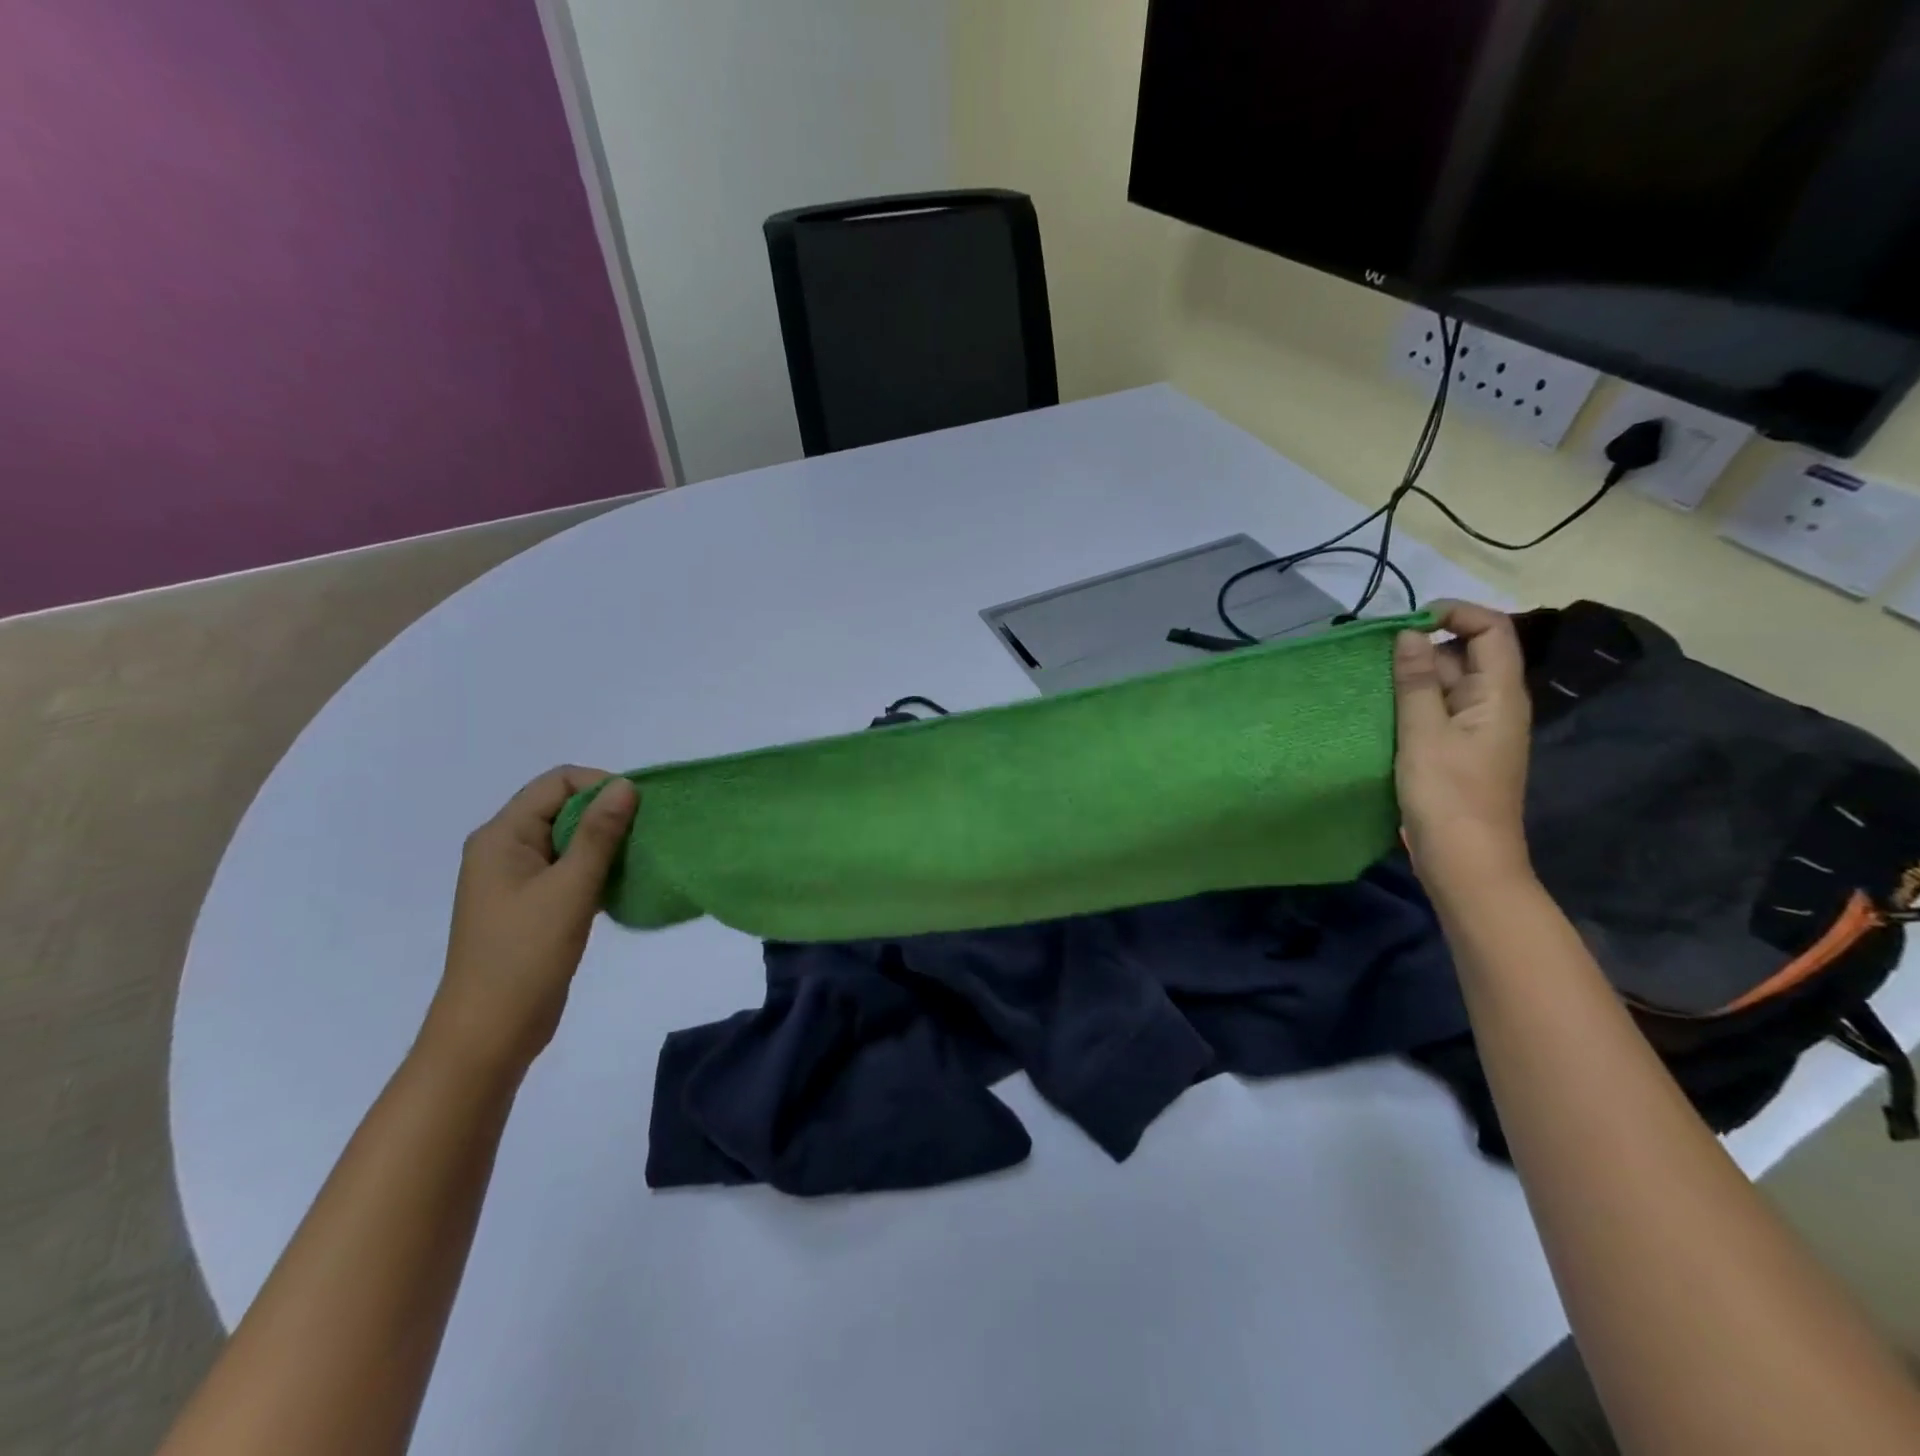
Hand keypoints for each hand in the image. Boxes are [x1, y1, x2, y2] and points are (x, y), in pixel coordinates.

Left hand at [418, 767, 638, 1080]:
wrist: (489, 1032)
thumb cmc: (525, 955)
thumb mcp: (570, 888)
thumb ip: (599, 833)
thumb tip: (625, 786)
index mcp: (502, 836)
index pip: (557, 782)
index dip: (600, 786)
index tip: (639, 811)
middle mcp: (504, 848)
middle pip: (561, 806)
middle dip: (606, 814)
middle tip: (645, 836)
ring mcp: (515, 879)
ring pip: (567, 839)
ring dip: (604, 843)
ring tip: (638, 860)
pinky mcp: (530, 904)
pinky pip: (567, 868)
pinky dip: (595, 868)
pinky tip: (621, 885)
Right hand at [1392, 601, 1532, 892]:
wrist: (1465, 861)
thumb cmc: (1447, 794)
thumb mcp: (1424, 733)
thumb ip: (1418, 681)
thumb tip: (1410, 633)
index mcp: (1500, 694)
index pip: (1492, 630)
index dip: (1456, 614)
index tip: (1407, 622)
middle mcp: (1495, 705)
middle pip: (1468, 654)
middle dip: (1425, 646)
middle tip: (1376, 656)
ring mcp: (1477, 730)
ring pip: (1449, 684)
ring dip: (1414, 676)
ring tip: (1371, 681)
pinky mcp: (1458, 751)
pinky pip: (1438, 711)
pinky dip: (1413, 703)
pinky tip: (1382, 711)